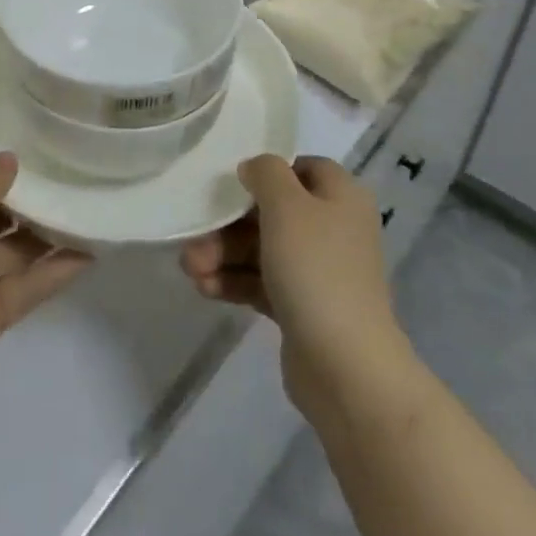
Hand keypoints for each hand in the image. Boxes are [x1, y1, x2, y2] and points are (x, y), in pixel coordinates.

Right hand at [180, 155, 409, 416]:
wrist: (345, 367)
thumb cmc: (316, 269)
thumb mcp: (287, 205)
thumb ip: (266, 173)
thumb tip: (255, 168)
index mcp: (341, 197)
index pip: (302, 168)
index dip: (267, 171)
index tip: (231, 181)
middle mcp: (334, 229)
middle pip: (273, 212)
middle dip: (229, 224)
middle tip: (194, 235)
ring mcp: (319, 271)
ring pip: (263, 249)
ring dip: (224, 254)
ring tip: (190, 269)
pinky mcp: (303, 307)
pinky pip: (263, 283)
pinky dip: (234, 281)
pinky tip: (204, 288)